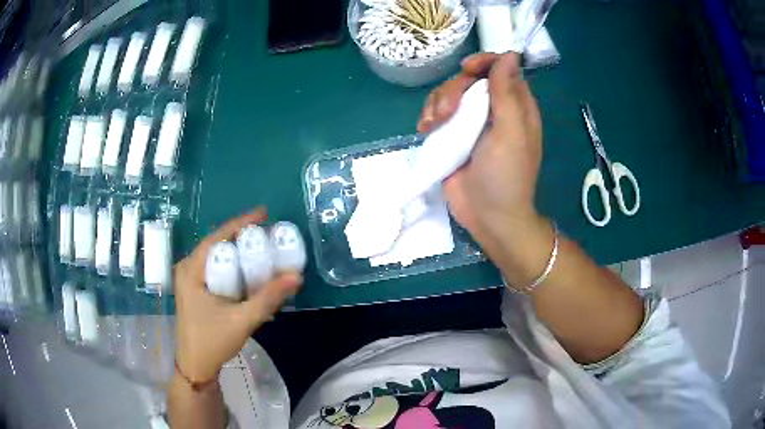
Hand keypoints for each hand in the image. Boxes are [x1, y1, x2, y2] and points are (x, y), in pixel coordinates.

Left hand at [174, 207, 302, 382]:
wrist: (196, 367)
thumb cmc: (212, 342)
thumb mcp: (242, 320)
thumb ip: (268, 298)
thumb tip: (296, 276)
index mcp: (191, 269)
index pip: (218, 237)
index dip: (241, 223)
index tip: (265, 213)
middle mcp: (188, 269)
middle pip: (217, 244)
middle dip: (243, 236)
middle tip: (268, 234)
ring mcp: (190, 279)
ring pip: (217, 257)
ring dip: (238, 252)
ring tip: (262, 248)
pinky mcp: (195, 290)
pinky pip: (216, 269)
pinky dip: (233, 266)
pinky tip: (249, 271)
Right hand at [418, 53, 543, 253]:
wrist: (487, 216)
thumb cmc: (506, 176)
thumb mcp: (511, 132)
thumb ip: (508, 93)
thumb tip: (509, 54)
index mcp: (516, 106)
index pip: (501, 68)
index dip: (484, 62)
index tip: (466, 70)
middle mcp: (494, 109)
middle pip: (470, 79)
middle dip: (454, 90)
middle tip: (445, 113)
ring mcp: (471, 122)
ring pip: (450, 94)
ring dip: (437, 103)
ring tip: (432, 125)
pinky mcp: (452, 135)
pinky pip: (438, 112)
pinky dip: (430, 116)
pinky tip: (426, 129)